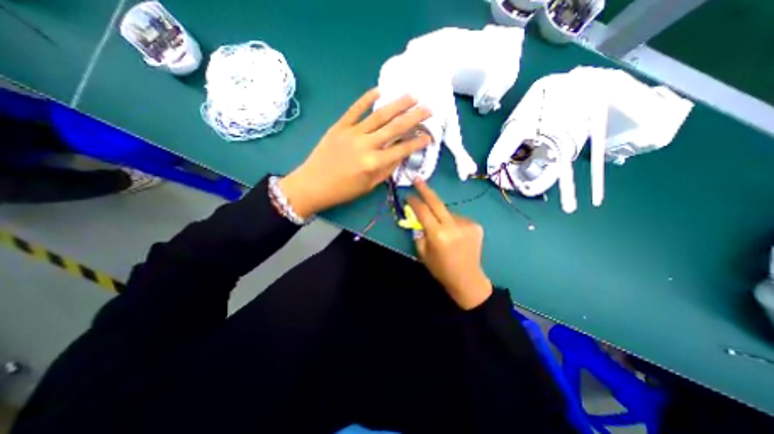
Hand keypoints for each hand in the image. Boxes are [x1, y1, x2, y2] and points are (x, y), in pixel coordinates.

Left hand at [280, 88, 434, 217]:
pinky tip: (379, 90)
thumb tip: (401, 154)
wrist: (312, 185)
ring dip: (397, 104)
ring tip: (412, 96)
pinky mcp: (339, 126)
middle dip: (414, 117)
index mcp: (373, 163)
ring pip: (379, 115)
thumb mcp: (369, 186)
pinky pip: (355, 109)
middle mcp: (366, 145)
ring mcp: (352, 133)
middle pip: (395, 128)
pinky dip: (367, 98)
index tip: (429, 135)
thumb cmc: (343, 191)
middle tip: (429, 108)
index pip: (402, 149)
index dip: (417, 142)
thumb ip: (387, 169)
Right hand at [407, 178, 491, 307]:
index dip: (414, 202)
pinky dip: (452, 222)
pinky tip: (454, 233)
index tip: (408, 195)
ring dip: (441, 215)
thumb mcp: (423, 252)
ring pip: (447, 212)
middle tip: (417, 178)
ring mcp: (466, 224)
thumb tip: (419, 218)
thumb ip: (419, 232)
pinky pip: (458, 218)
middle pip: (436, 202)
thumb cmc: (441, 268)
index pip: (423, 211)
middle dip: (425, 190)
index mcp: (438, 235)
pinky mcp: (475, 225)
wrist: (467, 278)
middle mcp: (453, 226)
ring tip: (441, 228)